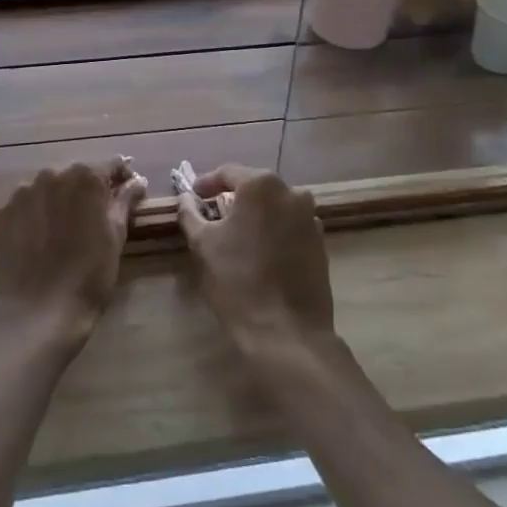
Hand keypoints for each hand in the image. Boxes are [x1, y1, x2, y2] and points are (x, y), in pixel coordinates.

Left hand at [0, 160, 145, 348]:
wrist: (40, 312)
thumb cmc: (90, 275)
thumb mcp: (116, 236)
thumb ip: (125, 200)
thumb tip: (136, 180)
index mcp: (85, 177)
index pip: (110, 165)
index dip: (121, 177)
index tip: (128, 191)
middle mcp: (52, 174)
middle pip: (75, 174)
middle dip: (87, 189)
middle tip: (95, 216)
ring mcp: (22, 192)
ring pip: (47, 187)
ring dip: (58, 200)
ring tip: (64, 229)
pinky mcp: (2, 212)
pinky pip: (25, 205)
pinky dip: (34, 215)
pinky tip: (39, 239)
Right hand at [178, 166, 335, 359]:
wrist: (287, 333)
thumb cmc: (238, 281)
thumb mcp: (203, 244)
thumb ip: (191, 213)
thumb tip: (186, 198)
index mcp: (261, 185)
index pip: (228, 173)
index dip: (206, 183)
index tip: (193, 196)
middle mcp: (291, 192)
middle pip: (255, 187)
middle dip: (232, 198)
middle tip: (212, 214)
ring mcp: (310, 218)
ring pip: (275, 207)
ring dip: (255, 215)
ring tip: (236, 235)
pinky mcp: (321, 243)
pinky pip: (290, 226)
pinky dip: (273, 231)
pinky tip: (260, 252)